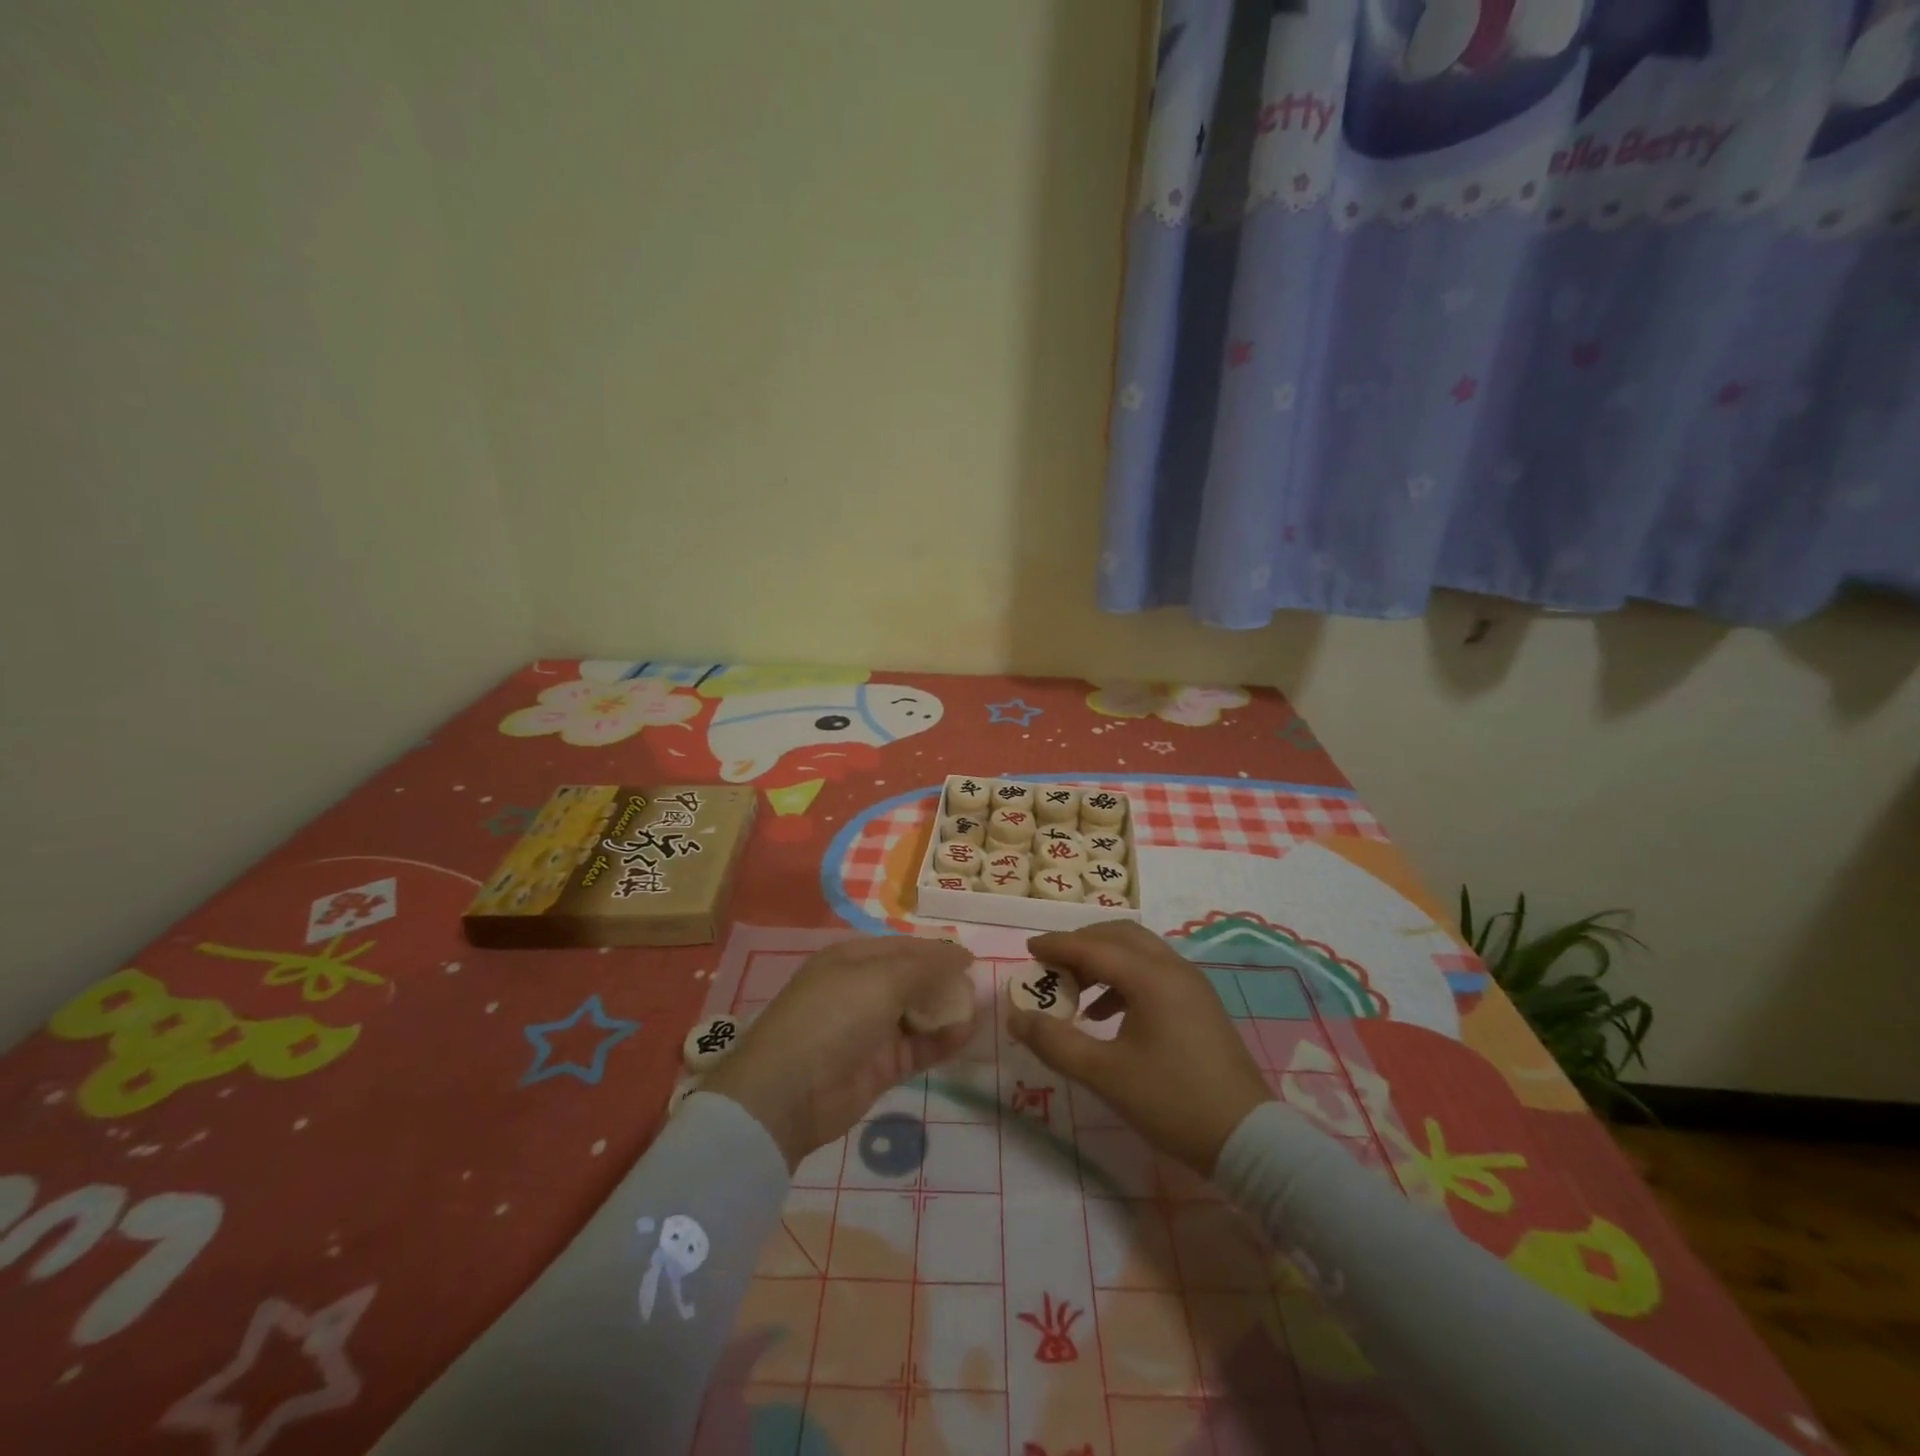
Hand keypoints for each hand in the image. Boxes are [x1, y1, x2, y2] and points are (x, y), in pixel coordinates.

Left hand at [701, 937, 978, 1170]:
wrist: (790, 1093)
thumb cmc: (833, 1016)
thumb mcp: (881, 979)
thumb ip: (926, 967)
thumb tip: (962, 954)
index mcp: (853, 958)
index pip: (903, 947)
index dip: (936, 951)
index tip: (971, 958)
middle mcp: (862, 988)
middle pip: (912, 979)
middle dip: (945, 981)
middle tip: (980, 986)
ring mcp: (871, 1029)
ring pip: (918, 1013)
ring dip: (947, 1011)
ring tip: (981, 1009)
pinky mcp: (881, 1066)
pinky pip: (919, 1046)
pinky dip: (943, 1040)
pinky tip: (968, 1034)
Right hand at [1008, 921, 1270, 1174]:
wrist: (1248, 1138)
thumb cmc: (1172, 1101)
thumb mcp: (1105, 1075)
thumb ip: (1055, 1042)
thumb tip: (1016, 1018)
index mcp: (1150, 977)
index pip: (1092, 947)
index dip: (1057, 945)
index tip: (1028, 949)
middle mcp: (1172, 968)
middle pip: (1119, 936)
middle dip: (1081, 944)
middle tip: (1052, 965)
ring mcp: (1191, 984)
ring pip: (1138, 951)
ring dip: (1103, 960)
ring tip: (1075, 993)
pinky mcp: (1200, 1003)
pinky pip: (1153, 972)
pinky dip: (1124, 978)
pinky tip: (1107, 1015)